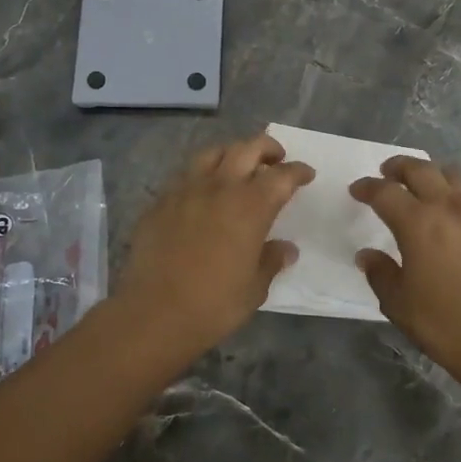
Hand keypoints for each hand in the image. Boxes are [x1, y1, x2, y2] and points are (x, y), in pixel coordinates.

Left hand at [112, 134, 313, 353]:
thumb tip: (286, 249)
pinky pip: (185, 175)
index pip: (281, 176)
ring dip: (231, 153)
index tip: (306, 174)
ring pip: (212, 153)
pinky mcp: (160, 202)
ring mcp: (186, 190)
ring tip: (237, 166)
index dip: (297, 171)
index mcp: (251, 206)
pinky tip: (202, 191)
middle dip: (267, 148)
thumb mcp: (254, 288)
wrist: (154, 313)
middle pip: (247, 149)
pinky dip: (201, 174)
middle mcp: (220, 187)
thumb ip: (271, 261)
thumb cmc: (214, 304)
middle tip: (275, 158)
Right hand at [350, 157, 460, 409]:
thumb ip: (380, 273)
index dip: (367, 187)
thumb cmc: (445, 325)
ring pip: (457, 176)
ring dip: (437, 173)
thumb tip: (367, 255)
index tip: (357, 190)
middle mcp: (449, 208)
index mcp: (417, 223)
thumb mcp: (399, 304)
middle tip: (388, 172)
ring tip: (429, 183)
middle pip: (421, 170)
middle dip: (400, 166)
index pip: (385, 192)